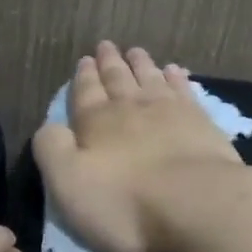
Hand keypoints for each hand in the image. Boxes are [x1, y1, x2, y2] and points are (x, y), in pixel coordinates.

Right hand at [33, 40, 243, 251]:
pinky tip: (175, 71)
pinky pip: (184, 90)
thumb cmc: (125, 203)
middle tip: (107, 46)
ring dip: (142, 64)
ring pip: (151, 78)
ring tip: (136, 51)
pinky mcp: (201, 123)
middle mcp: (131, 108)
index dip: (84, 77)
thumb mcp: (68, 183)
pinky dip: (177, 78)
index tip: (84, 60)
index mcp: (96, 122)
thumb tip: (50, 126)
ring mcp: (170, 111)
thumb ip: (52, 150)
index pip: (86, 92)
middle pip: (118, 79)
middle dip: (110, 63)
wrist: (197, 205)